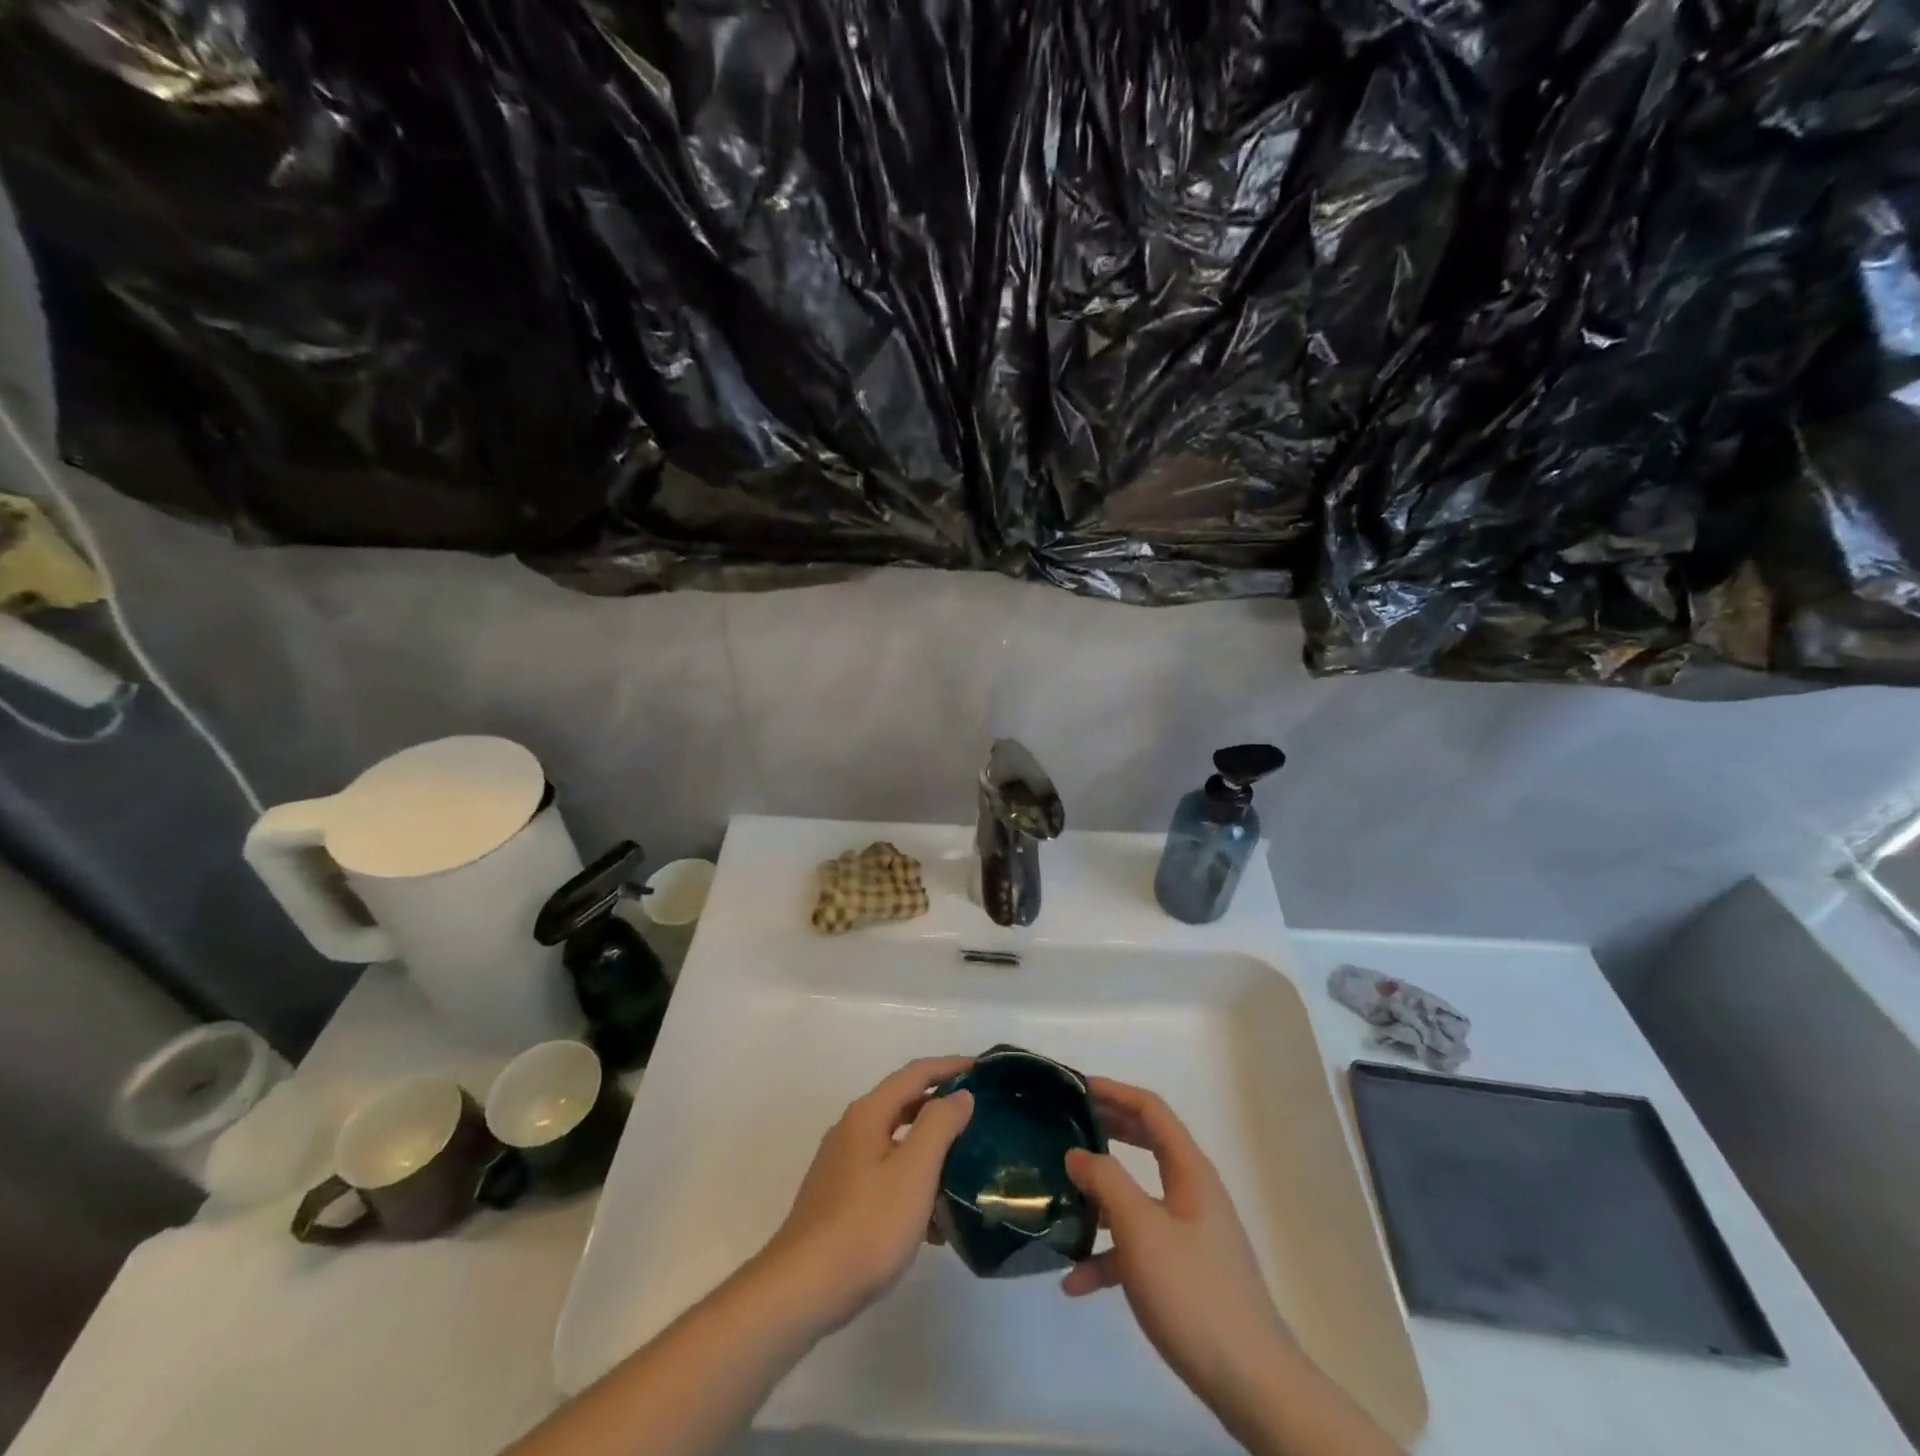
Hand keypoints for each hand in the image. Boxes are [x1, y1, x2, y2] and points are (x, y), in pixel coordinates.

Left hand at [756, 1055, 974, 1336]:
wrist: (801, 1290)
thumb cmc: (865, 1225)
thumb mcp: (913, 1172)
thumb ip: (939, 1126)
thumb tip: (959, 1095)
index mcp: (868, 1114)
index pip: (915, 1073)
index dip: (950, 1066)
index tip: (982, 1067)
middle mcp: (851, 1130)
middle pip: (904, 1104)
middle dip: (941, 1107)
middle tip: (979, 1116)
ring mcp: (842, 1166)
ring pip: (896, 1144)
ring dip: (930, 1151)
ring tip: (965, 1170)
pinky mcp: (839, 1199)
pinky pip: (885, 1176)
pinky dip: (912, 1184)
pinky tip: (934, 1223)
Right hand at [1063, 1078, 1293, 1420]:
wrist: (1252, 1384)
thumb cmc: (1193, 1292)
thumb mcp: (1140, 1229)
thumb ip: (1106, 1182)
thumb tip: (1077, 1153)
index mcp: (1190, 1171)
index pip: (1152, 1110)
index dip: (1115, 1092)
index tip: (1078, 1088)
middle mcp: (1193, 1193)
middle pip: (1146, 1145)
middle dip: (1107, 1132)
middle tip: (1068, 1125)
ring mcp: (1191, 1234)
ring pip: (1138, 1199)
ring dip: (1101, 1199)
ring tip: (1061, 1200)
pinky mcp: (1186, 1273)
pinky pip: (1141, 1248)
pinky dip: (1109, 1256)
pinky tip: (1076, 1282)